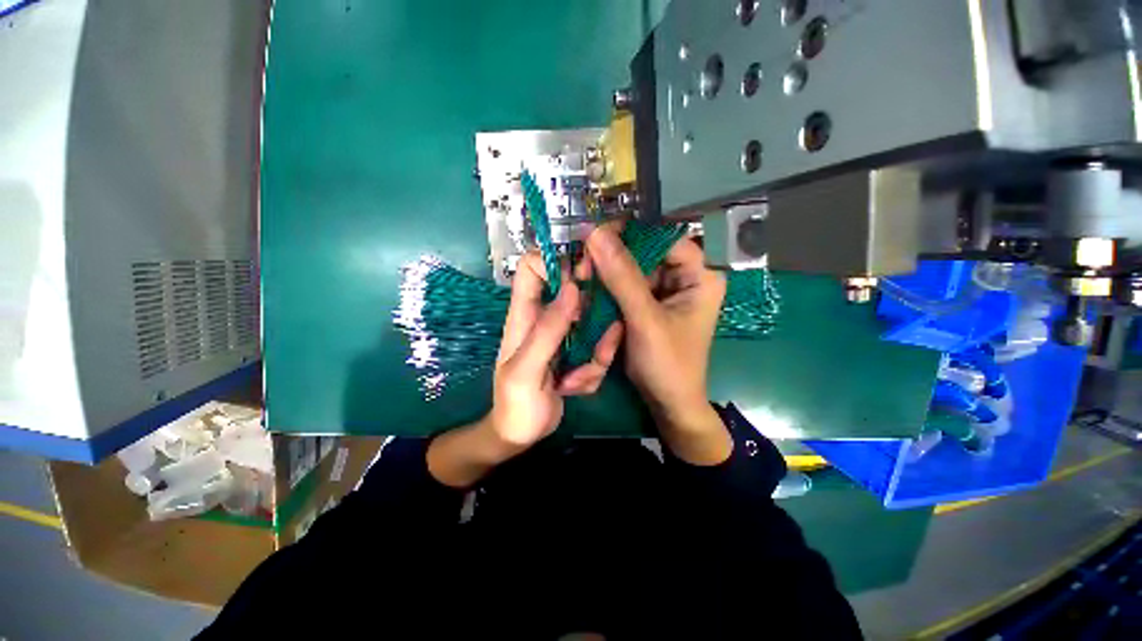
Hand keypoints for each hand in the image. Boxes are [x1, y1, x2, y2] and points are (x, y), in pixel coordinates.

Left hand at [489, 251, 622, 448]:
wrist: (520, 434)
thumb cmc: (515, 404)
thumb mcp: (526, 370)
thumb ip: (547, 331)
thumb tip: (572, 289)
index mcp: (524, 314)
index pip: (531, 267)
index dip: (555, 262)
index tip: (581, 278)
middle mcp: (545, 318)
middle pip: (572, 289)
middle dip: (591, 308)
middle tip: (597, 333)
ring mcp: (564, 335)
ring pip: (593, 322)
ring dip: (596, 351)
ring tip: (577, 380)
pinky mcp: (577, 352)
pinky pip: (597, 348)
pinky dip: (594, 368)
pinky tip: (576, 388)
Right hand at [586, 226, 731, 464]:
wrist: (668, 403)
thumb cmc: (668, 365)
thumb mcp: (646, 320)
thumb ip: (622, 277)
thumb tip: (596, 233)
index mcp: (700, 275)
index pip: (663, 236)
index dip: (629, 233)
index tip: (593, 239)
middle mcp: (684, 277)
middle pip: (644, 251)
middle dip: (611, 258)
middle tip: (582, 268)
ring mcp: (665, 290)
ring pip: (630, 268)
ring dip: (605, 275)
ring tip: (581, 280)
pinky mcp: (649, 304)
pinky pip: (625, 286)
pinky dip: (607, 290)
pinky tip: (589, 293)